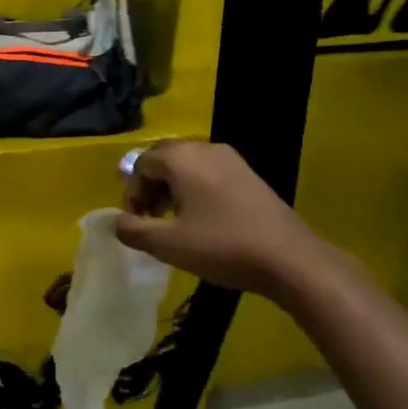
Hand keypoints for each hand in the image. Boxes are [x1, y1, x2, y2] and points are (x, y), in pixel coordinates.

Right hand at [115, 142, 334, 301]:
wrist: (290, 259)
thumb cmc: (222, 246)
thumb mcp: (168, 245)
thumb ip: (133, 230)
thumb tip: (116, 222)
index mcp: (182, 158)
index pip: (141, 163)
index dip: (132, 193)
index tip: (137, 223)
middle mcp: (206, 149)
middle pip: (164, 160)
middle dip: (151, 189)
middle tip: (151, 220)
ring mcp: (232, 160)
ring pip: (188, 167)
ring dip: (172, 191)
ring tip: (174, 224)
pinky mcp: (250, 176)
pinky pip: (210, 174)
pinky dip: (196, 191)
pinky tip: (203, 222)